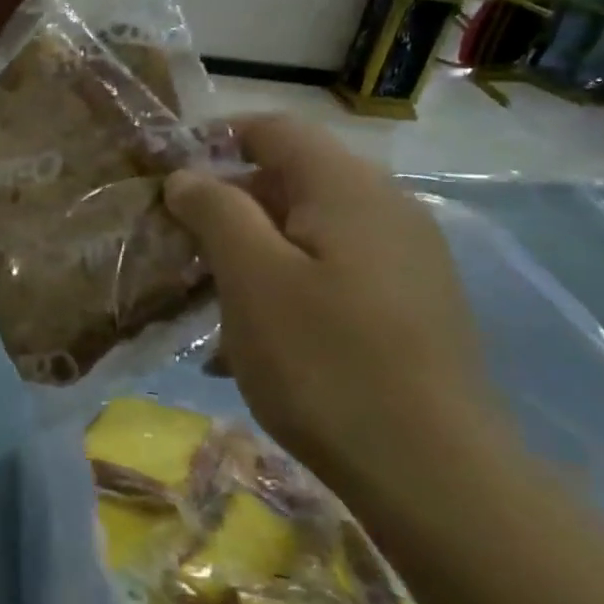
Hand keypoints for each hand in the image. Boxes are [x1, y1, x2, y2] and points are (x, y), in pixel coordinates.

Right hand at [163, 116, 493, 488]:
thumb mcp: (251, 278)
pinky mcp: (410, 305)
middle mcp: (386, 208)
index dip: (215, 140)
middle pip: (291, 178)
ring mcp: (406, 259)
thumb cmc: (325, 363)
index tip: (168, 179)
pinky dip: (286, 284)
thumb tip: (187, 176)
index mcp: (349, 188)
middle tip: (181, 247)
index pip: (273, 129)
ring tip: (210, 299)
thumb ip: (216, 211)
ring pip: (308, 229)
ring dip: (252, 250)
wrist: (435, 475)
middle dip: (228, 204)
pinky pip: (333, 270)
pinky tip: (256, 338)